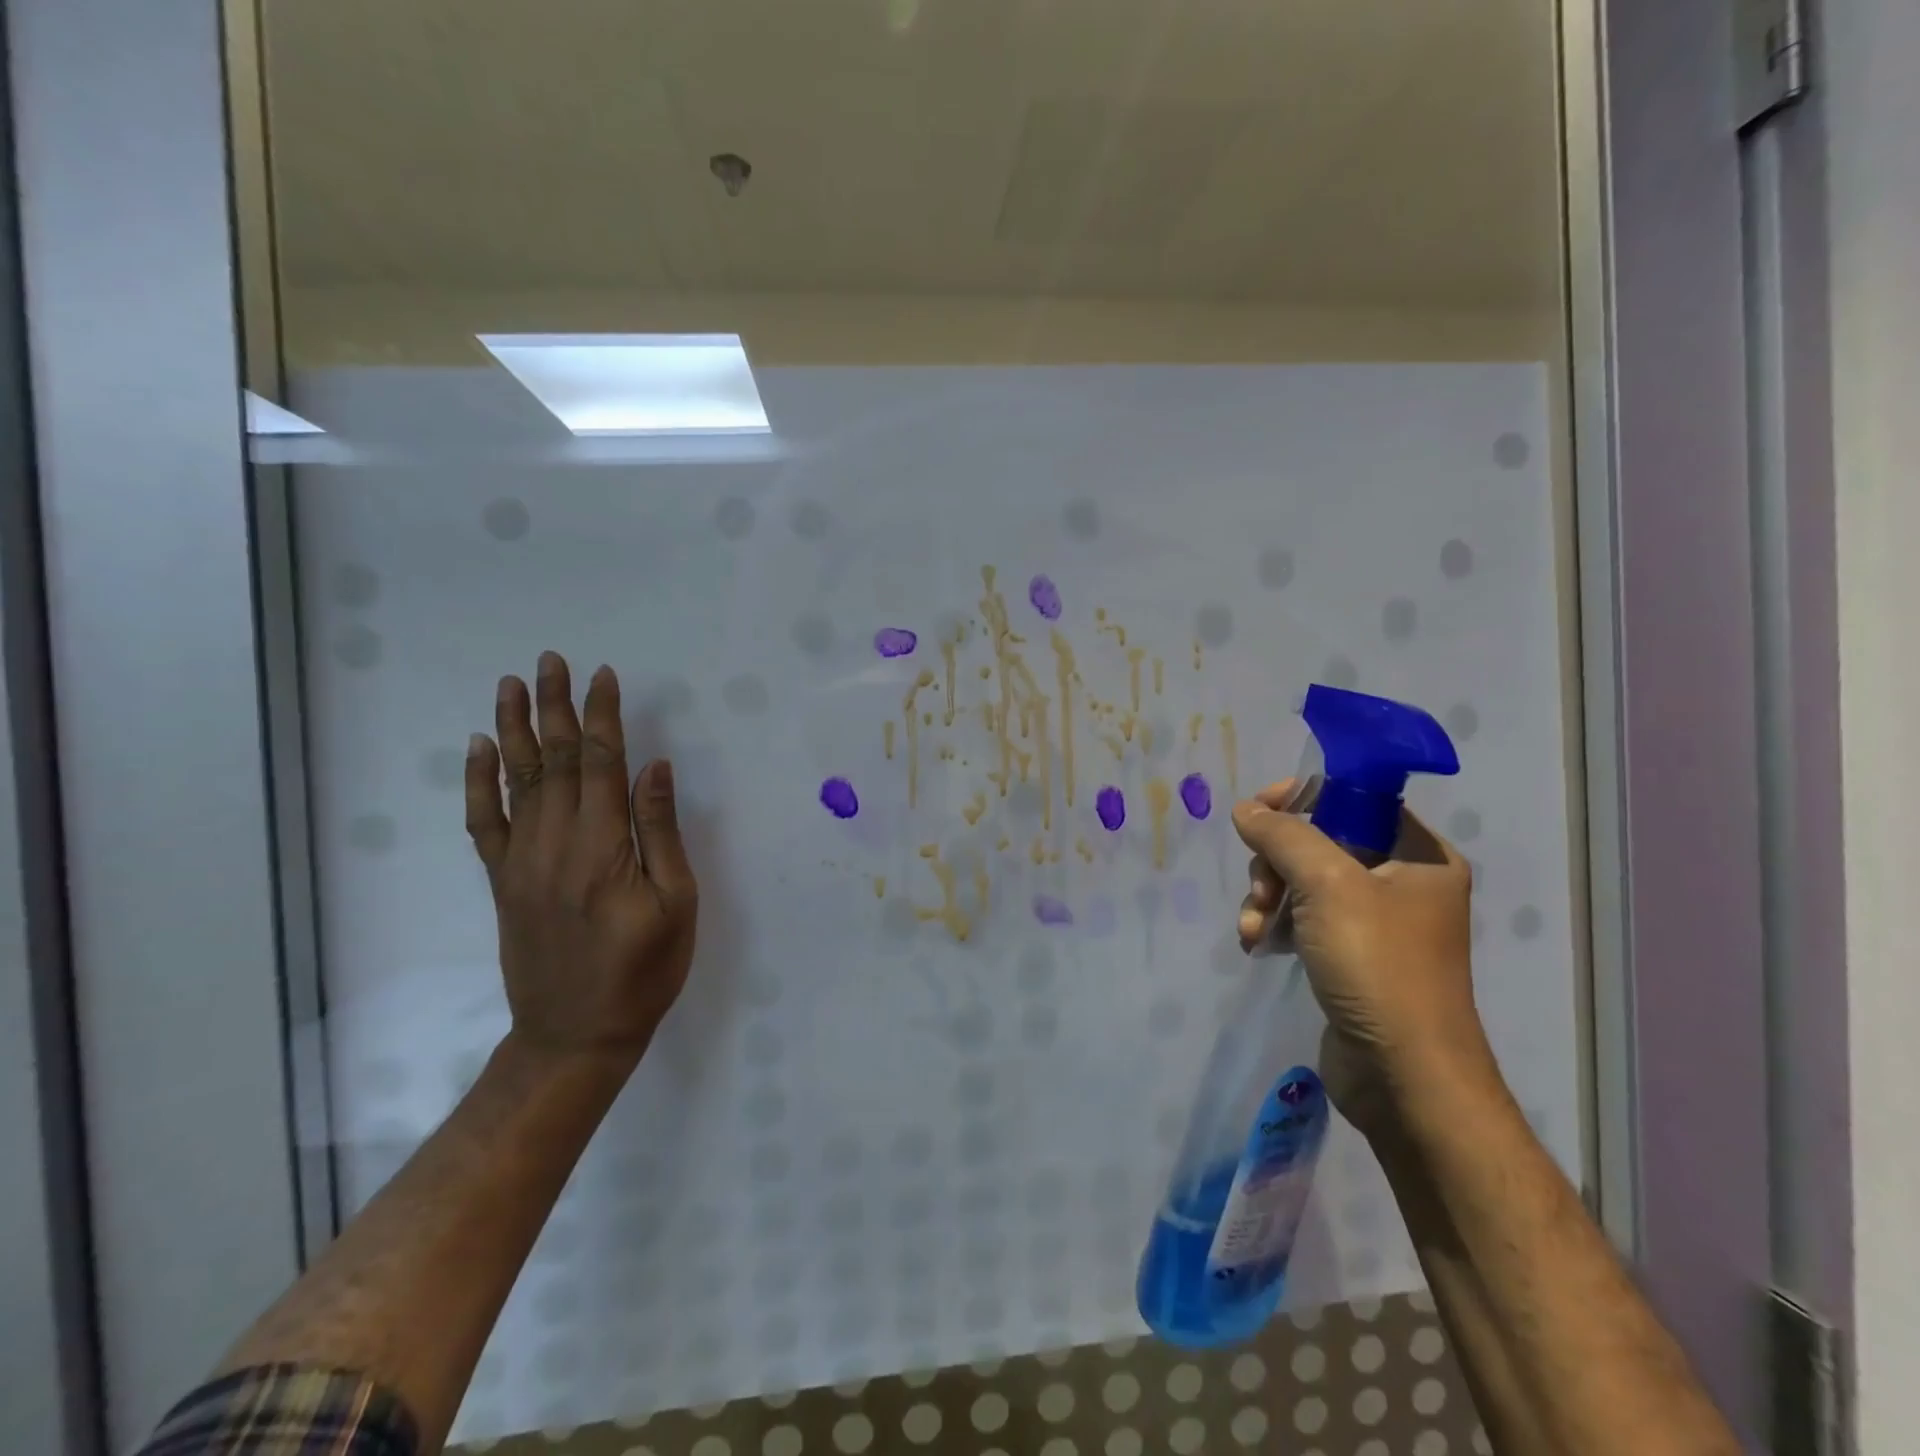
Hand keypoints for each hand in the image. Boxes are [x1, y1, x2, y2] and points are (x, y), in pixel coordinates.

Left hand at [465, 652, 697, 1063]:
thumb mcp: (676, 904)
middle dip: (555, 707)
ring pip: (515, 780)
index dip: (603, 717)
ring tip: (512, 685)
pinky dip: (478, 782)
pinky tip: (478, 748)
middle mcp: (555, 844)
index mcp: (603, 848)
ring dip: (514, 728)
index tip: (605, 676)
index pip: (601, 764)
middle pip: (554, 761)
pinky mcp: (502, 881)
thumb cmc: (643, 971)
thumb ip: (661, 833)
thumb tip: (655, 768)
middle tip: (551, 661)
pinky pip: (484, 821)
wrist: (575, 1034)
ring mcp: (521, 861)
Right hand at [1232, 780, 1496, 1137]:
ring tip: (1252, 928)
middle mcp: (1403, 882)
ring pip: (1304, 882)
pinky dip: (1276, 925)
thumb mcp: (1326, 885)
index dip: (1303, 797)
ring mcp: (1377, 923)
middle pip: (1320, 841)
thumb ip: (1283, 836)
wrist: (1404, 1077)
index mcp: (1419, 854)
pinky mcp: (1353, 957)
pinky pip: (1305, 919)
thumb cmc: (1377, 966)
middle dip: (1276, 862)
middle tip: (1261, 890)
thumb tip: (1247, 809)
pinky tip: (1255, 945)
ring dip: (1268, 898)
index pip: (1354, 799)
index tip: (1259, 810)